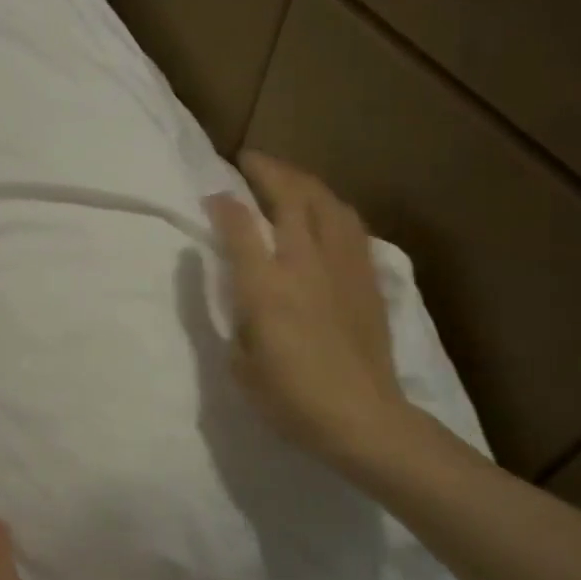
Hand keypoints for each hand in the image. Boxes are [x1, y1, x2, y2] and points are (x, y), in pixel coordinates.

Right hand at [204, 151, 412, 467]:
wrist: (363, 419)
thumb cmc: (292, 400)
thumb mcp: (242, 365)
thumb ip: (238, 317)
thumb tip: (243, 289)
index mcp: (266, 288)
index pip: (241, 228)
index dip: (225, 204)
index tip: (213, 193)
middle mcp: (305, 264)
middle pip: (291, 198)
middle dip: (268, 171)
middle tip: (250, 160)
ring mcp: (342, 267)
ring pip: (327, 203)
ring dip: (304, 182)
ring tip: (288, 178)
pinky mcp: (368, 278)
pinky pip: (350, 226)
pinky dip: (332, 208)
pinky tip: (326, 212)